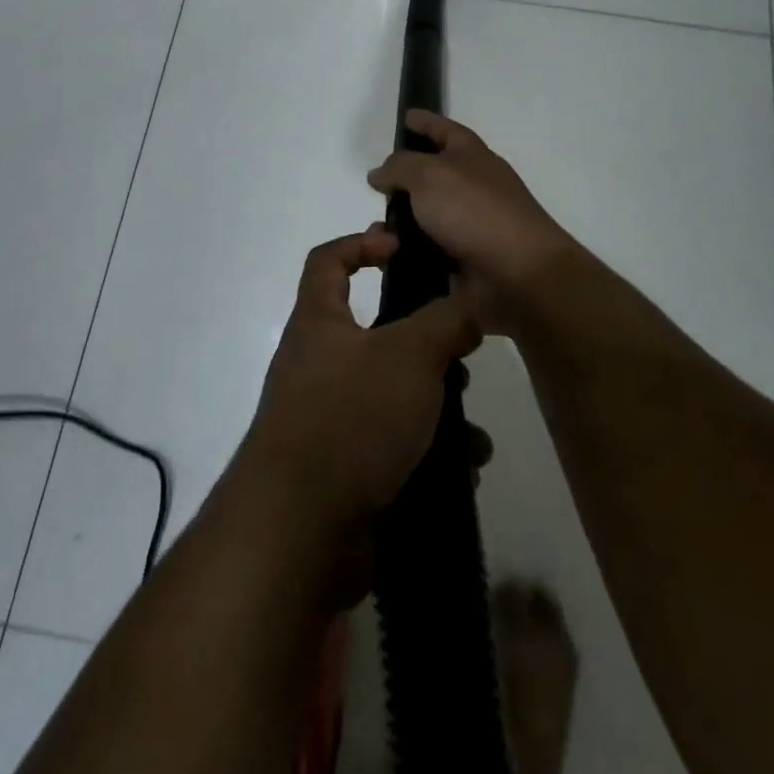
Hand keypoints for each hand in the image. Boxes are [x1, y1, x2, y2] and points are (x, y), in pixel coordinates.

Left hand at [239, 230, 483, 543]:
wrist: (300, 530)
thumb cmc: (351, 417)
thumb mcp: (409, 354)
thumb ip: (444, 321)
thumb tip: (466, 307)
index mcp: (320, 322)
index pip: (328, 260)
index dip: (361, 242)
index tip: (402, 248)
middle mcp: (318, 365)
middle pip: (376, 335)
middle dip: (425, 347)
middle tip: (461, 359)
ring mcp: (329, 420)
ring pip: (394, 397)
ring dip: (438, 412)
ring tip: (472, 435)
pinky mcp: (345, 469)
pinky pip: (394, 448)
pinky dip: (428, 455)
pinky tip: (461, 472)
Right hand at [367, 111, 577, 334]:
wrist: (517, 274)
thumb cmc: (474, 211)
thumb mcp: (429, 174)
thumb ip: (399, 167)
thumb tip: (380, 172)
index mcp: (471, 156)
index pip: (445, 130)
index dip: (426, 121)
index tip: (406, 116)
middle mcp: (472, 186)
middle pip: (432, 175)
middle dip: (403, 179)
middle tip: (375, 184)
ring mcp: (469, 225)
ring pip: (423, 218)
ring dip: (397, 224)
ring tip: (372, 232)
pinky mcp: (463, 261)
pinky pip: (424, 252)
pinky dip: (405, 254)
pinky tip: (384, 257)